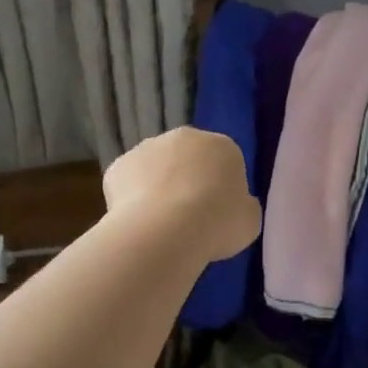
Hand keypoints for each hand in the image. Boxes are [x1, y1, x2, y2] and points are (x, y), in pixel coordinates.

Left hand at [103, 127, 260, 262]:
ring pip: (156, 168)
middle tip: (189, 217)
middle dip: (188, 180)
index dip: (221, 188)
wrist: (165, 230)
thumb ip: (243, 207)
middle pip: (188, 158)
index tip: (218, 213)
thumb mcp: (249, 220)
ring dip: (158, 187)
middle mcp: (184, 137)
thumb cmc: (218, 223)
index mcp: (223, 146)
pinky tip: (138, 223)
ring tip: (161, 224)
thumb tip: (236, 205)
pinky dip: (132, 199)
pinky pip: (128, 183)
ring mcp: (147, 148)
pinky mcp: (118, 165)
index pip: (225, 162)